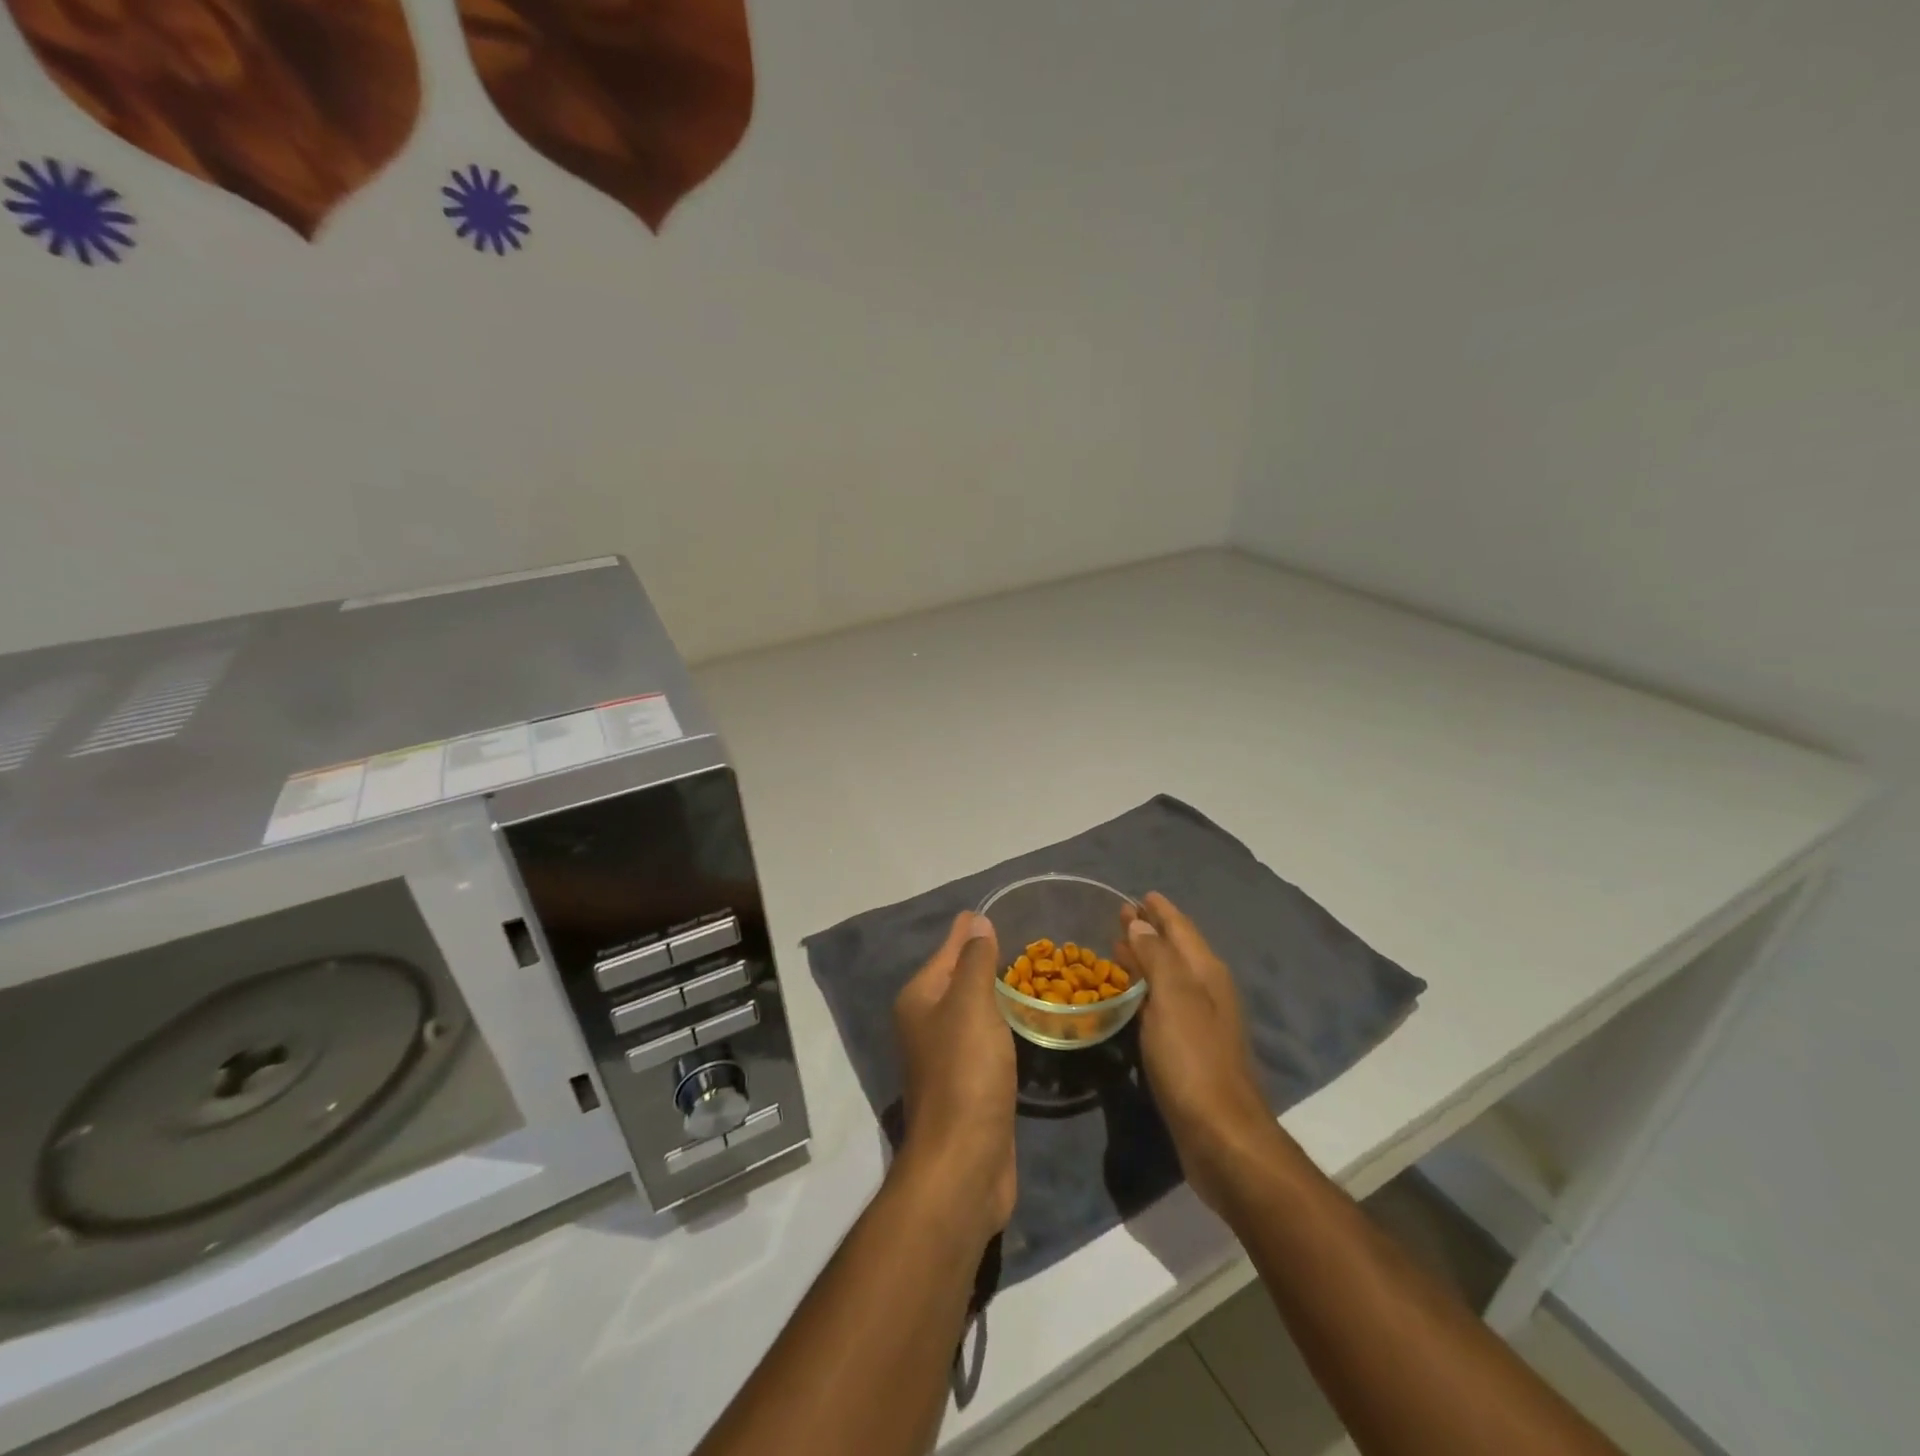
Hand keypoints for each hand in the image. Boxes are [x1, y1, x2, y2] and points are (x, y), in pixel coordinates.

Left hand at [891, 912, 1016, 1244]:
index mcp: (919, 1000)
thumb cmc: (965, 1072)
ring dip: (995, 994)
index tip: (994, 911)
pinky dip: (1001, 1025)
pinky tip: (1023, 1021)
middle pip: (958, 980)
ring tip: (1028, 974)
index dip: (969, 932)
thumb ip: (975, 961)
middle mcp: (925, 1024)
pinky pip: (986, 1040)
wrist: (964, 1162)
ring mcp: (945, 1057)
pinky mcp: (968, 1085)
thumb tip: (975, 921)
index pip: (947, 952)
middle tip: (1022, 940)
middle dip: (984, 960)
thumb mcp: (971, 1005)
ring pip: (973, 1011)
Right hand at [1119, 893, 1286, 1213]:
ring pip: (1169, 976)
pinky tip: (1130, 997)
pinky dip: (1146, 989)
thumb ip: (1157, 956)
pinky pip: (1163, 1004)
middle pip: (1176, 950)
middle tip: (1121, 916)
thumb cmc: (1193, 1059)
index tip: (1141, 894)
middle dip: (1151, 931)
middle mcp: (1207, 991)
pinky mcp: (1189, 1050)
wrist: (1221, 1135)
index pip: (1181, 929)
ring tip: (1120, 947)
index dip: (1162, 911)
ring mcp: (1200, 1022)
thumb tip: (1141, 922)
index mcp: (1206, 973)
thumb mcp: (1173, 998)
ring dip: (1147, 959)